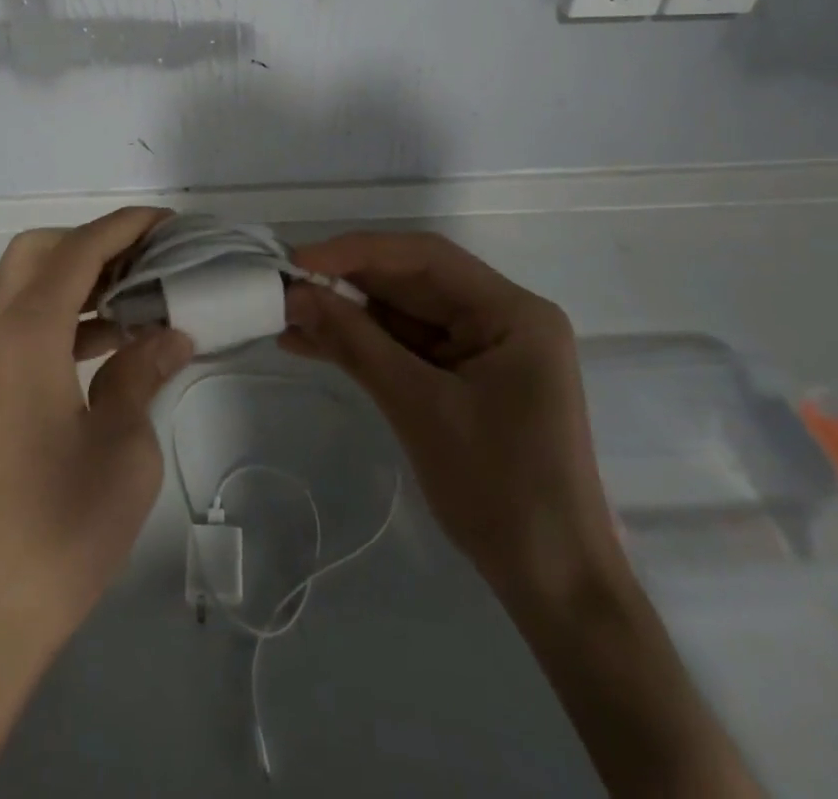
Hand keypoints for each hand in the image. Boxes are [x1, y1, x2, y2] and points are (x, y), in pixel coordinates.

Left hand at [0, 208, 193, 798]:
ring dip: (74, 281)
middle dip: (92, 243)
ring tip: (134, 303)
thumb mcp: (123, 451)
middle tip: (145, 264)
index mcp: (25, 335)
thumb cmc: (54, 533)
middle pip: (37, 252)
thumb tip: (167, 336)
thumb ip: (142, 377)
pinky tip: (101, 350)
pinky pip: (15, 327)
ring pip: (22, 288)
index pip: (78, 250)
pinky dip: (57, 317)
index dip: (125, 227)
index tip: (168, 224)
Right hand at [281, 231, 622, 606]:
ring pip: (401, 314)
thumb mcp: (419, 407)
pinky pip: (404, 347)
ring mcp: (482, 349)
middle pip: (411, 282)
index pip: (425, 258)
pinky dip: (361, 346)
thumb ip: (356, 343)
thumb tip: (296, 295)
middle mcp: (500, 317)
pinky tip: (312, 344)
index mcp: (511, 312)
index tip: (299, 260)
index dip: (357, 251)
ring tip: (286, 317)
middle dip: (346, 284)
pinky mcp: (463, 378)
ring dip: (346, 316)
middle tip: (283, 287)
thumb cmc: (500, 490)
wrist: (554, 586)